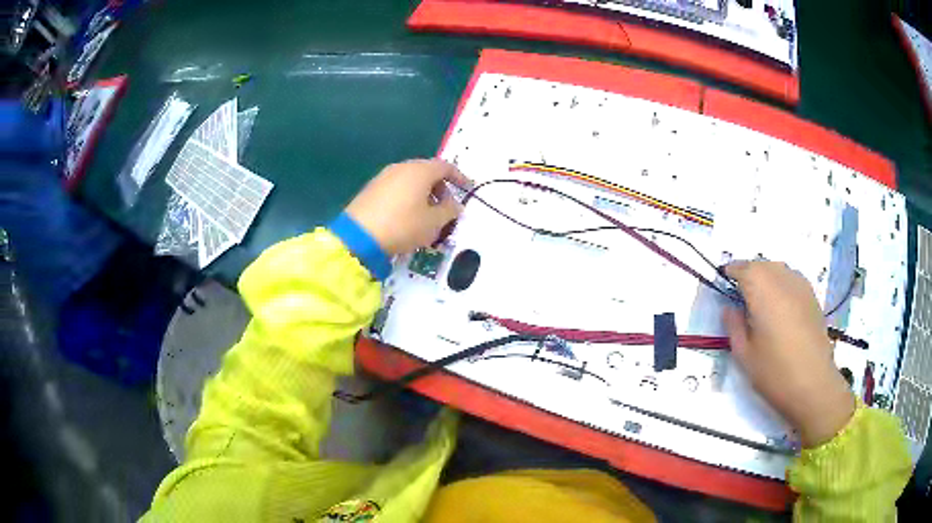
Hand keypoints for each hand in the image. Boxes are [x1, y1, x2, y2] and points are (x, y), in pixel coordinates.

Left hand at [346, 159, 469, 255]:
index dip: (459, 178)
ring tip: (427, 215)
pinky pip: (397, 188)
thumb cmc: (403, 226)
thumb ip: (449, 211)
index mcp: (420, 171)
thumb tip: (455, 205)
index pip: (446, 167)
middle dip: (440, 188)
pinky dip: (408, 197)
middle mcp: (402, 167)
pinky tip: (407, 216)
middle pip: (427, 172)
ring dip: (424, 194)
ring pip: (411, 180)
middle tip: (446, 208)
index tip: (467, 190)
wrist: (359, 236)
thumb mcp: (433, 223)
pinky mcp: (371, 189)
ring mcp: (384, 176)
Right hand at [722, 261, 854, 447]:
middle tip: (739, 294)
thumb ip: (734, 326)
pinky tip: (780, 305)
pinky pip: (791, 278)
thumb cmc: (775, 373)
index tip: (723, 282)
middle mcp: (783, 280)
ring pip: (778, 269)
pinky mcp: (812, 297)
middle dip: (748, 273)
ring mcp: (801, 286)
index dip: (731, 273)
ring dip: (765, 276)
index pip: (743, 269)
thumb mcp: (744, 355)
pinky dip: (781, 283)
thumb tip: (729, 308)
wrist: (814, 384)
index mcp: (763, 292)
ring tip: (760, 299)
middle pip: (761, 265)